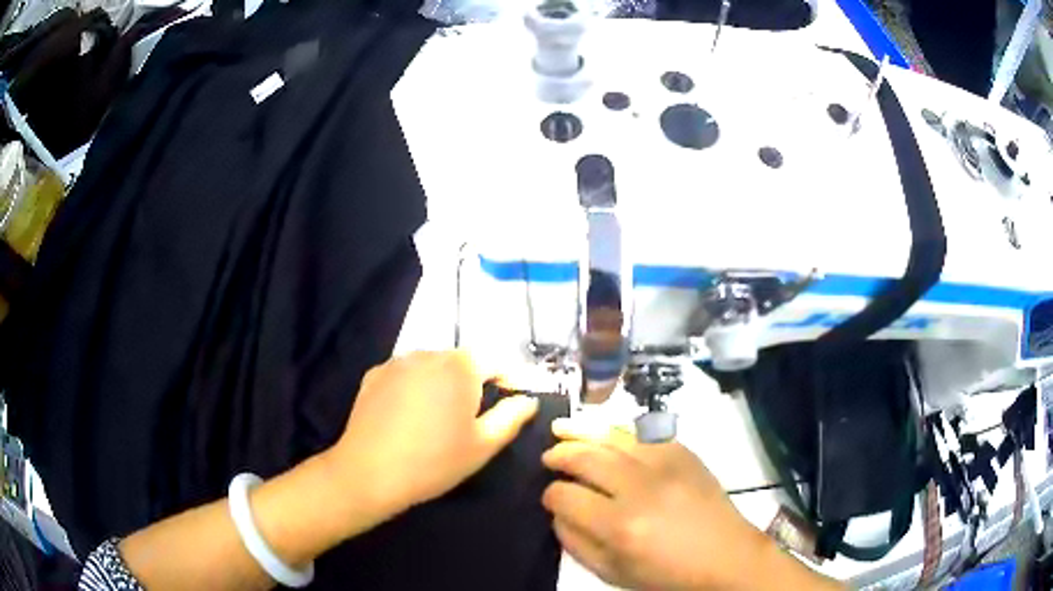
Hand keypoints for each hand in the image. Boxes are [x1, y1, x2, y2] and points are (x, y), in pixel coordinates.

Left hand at [325, 350, 538, 522]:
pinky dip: (414, 387)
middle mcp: (428, 353)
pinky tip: (409, 416)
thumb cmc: (435, 460)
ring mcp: (397, 362)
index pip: (495, 362)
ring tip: (439, 417)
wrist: (369, 472)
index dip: (509, 380)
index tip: (514, 401)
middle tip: (474, 417)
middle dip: (473, 383)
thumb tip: (527, 400)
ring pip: (431, 367)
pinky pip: (405, 375)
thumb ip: (512, 416)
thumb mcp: (484, 444)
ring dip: (442, 383)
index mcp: (461, 366)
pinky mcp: (373, 374)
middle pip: (461, 362)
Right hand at [542, 420, 813, 590]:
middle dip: (559, 455)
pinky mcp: (683, 452)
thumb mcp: (612, 572)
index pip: (565, 496)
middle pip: (585, 457)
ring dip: (581, 431)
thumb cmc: (666, 574)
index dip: (549, 495)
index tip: (550, 497)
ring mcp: (665, 464)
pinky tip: (606, 436)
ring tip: (561, 429)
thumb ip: (575, 543)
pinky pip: (642, 433)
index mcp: (619, 525)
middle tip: (548, 457)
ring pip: (611, 436)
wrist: (725, 556)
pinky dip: (618, 433)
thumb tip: (556, 512)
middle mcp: (639, 488)